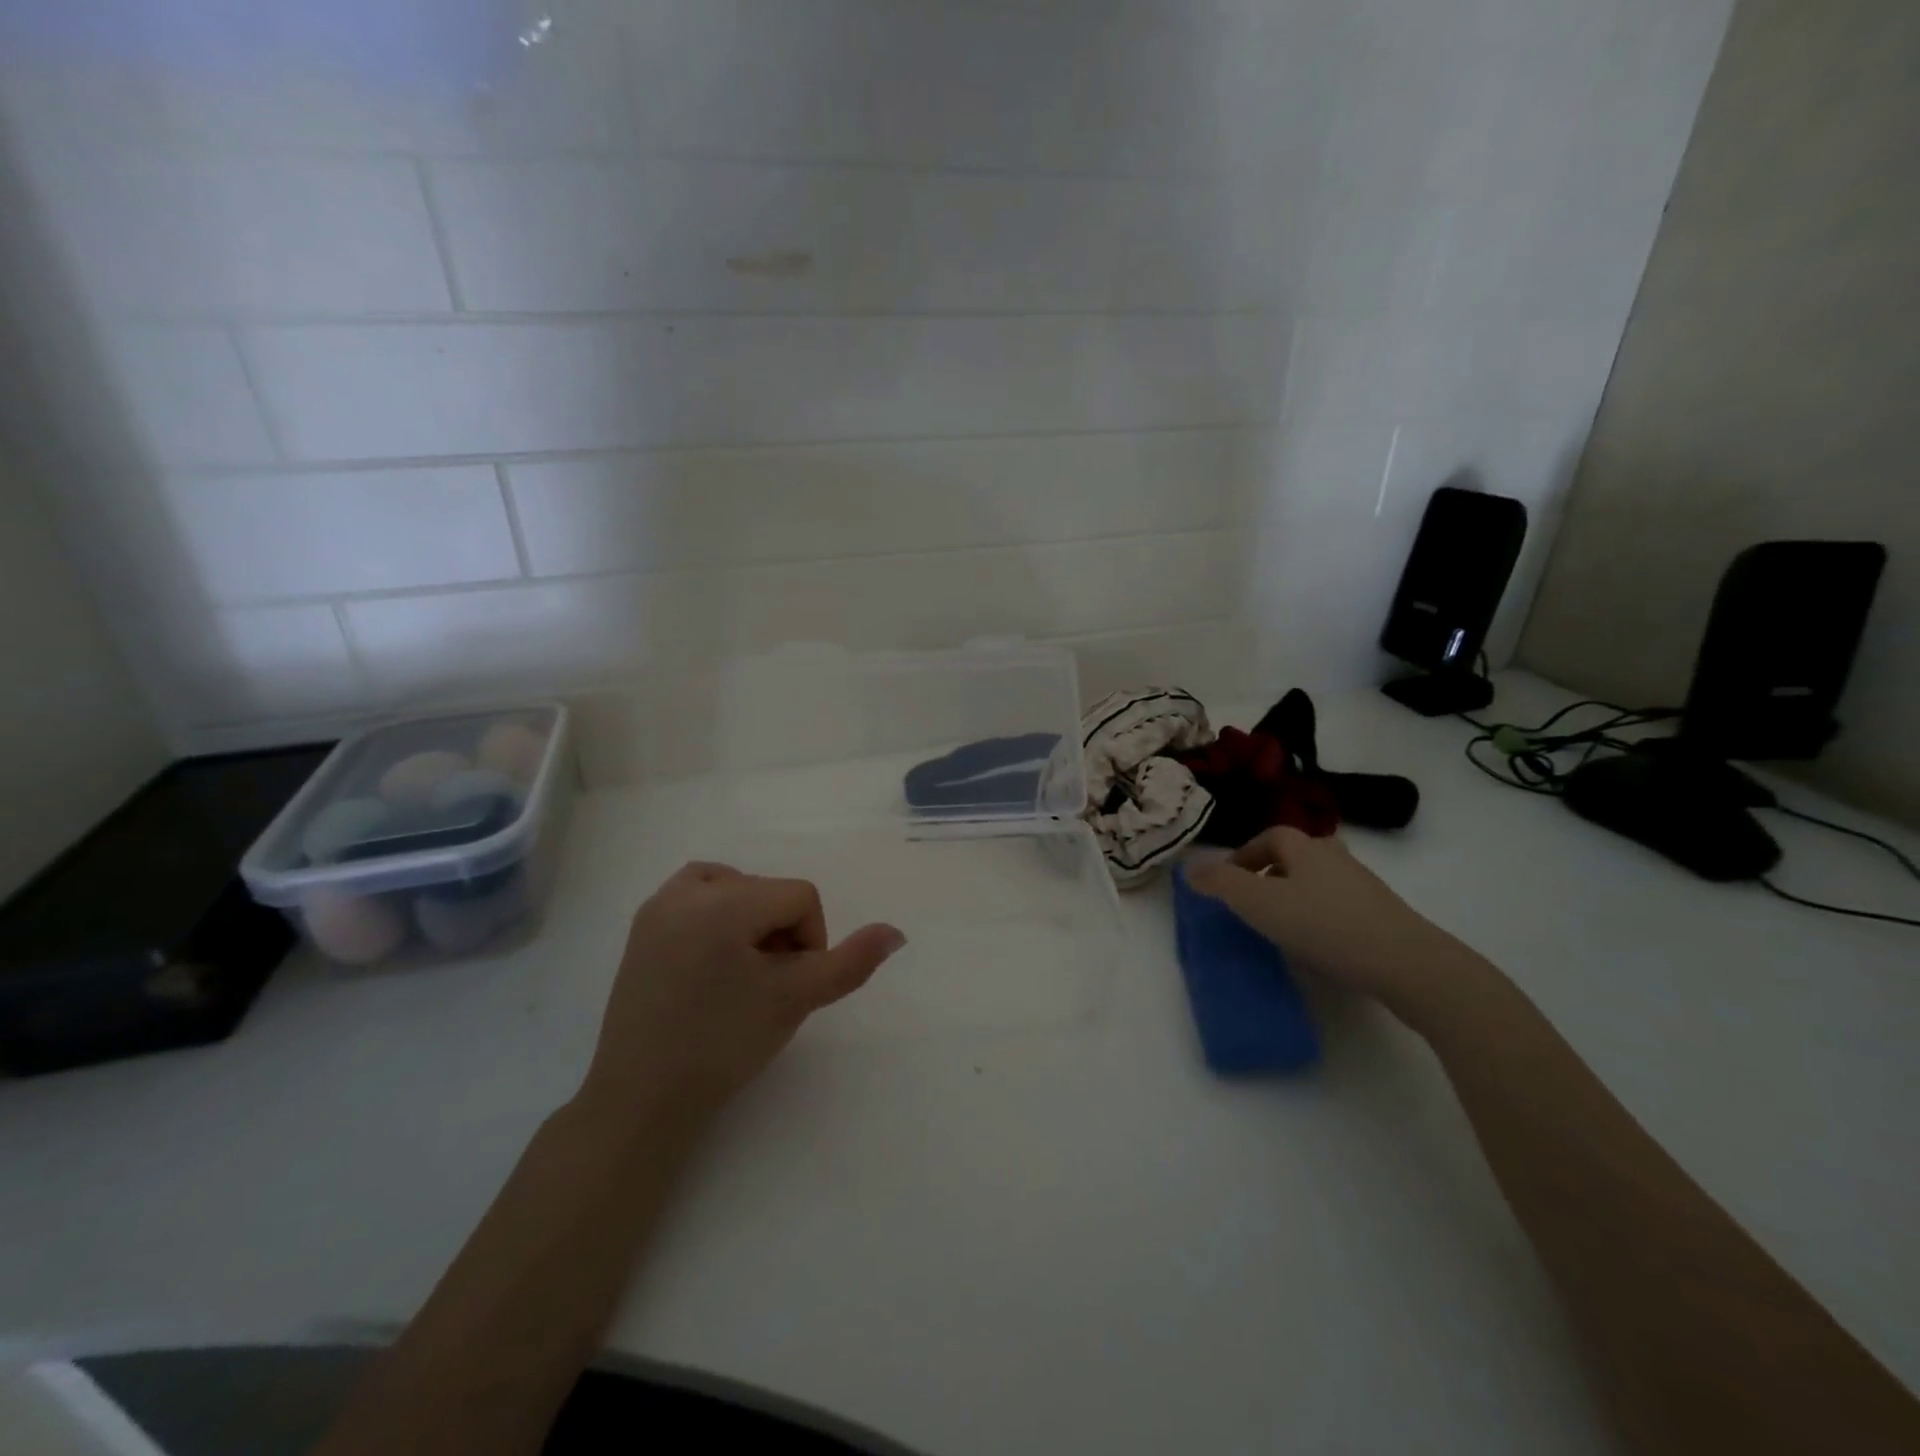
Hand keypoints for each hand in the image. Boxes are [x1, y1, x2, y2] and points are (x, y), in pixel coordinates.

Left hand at [579, 862, 904, 1131]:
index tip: (790, 987)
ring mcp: (658, 906)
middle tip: (764, 988)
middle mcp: (687, 890)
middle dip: (779, 934)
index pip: (801, 896)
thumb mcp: (796, 999)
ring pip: (734, 888)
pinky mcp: (642, 927)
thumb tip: (896, 932)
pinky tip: (714, 962)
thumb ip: (851, 962)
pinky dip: (718, 918)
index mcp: (724, 901)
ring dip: (751, 921)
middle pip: (768, 891)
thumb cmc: (724, 1045)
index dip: (811, 942)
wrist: (642, 1099)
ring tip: (742, 973)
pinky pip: (697, 898)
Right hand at [1187, 827, 1477, 1005]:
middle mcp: (1336, 858)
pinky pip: (1340, 907)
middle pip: (1297, 855)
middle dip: (1271, 872)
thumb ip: (1221, 883)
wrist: (1407, 964)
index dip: (1244, 854)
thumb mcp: (1259, 903)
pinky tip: (1315, 945)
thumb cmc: (1324, 925)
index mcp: (1306, 847)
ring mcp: (1364, 887)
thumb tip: (1190, 868)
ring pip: (1320, 882)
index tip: (1227, 881)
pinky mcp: (1383, 917)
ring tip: (1280, 925)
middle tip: (1253, 900)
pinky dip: (1321, 918)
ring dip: (1296, 895)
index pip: (1269, 836)